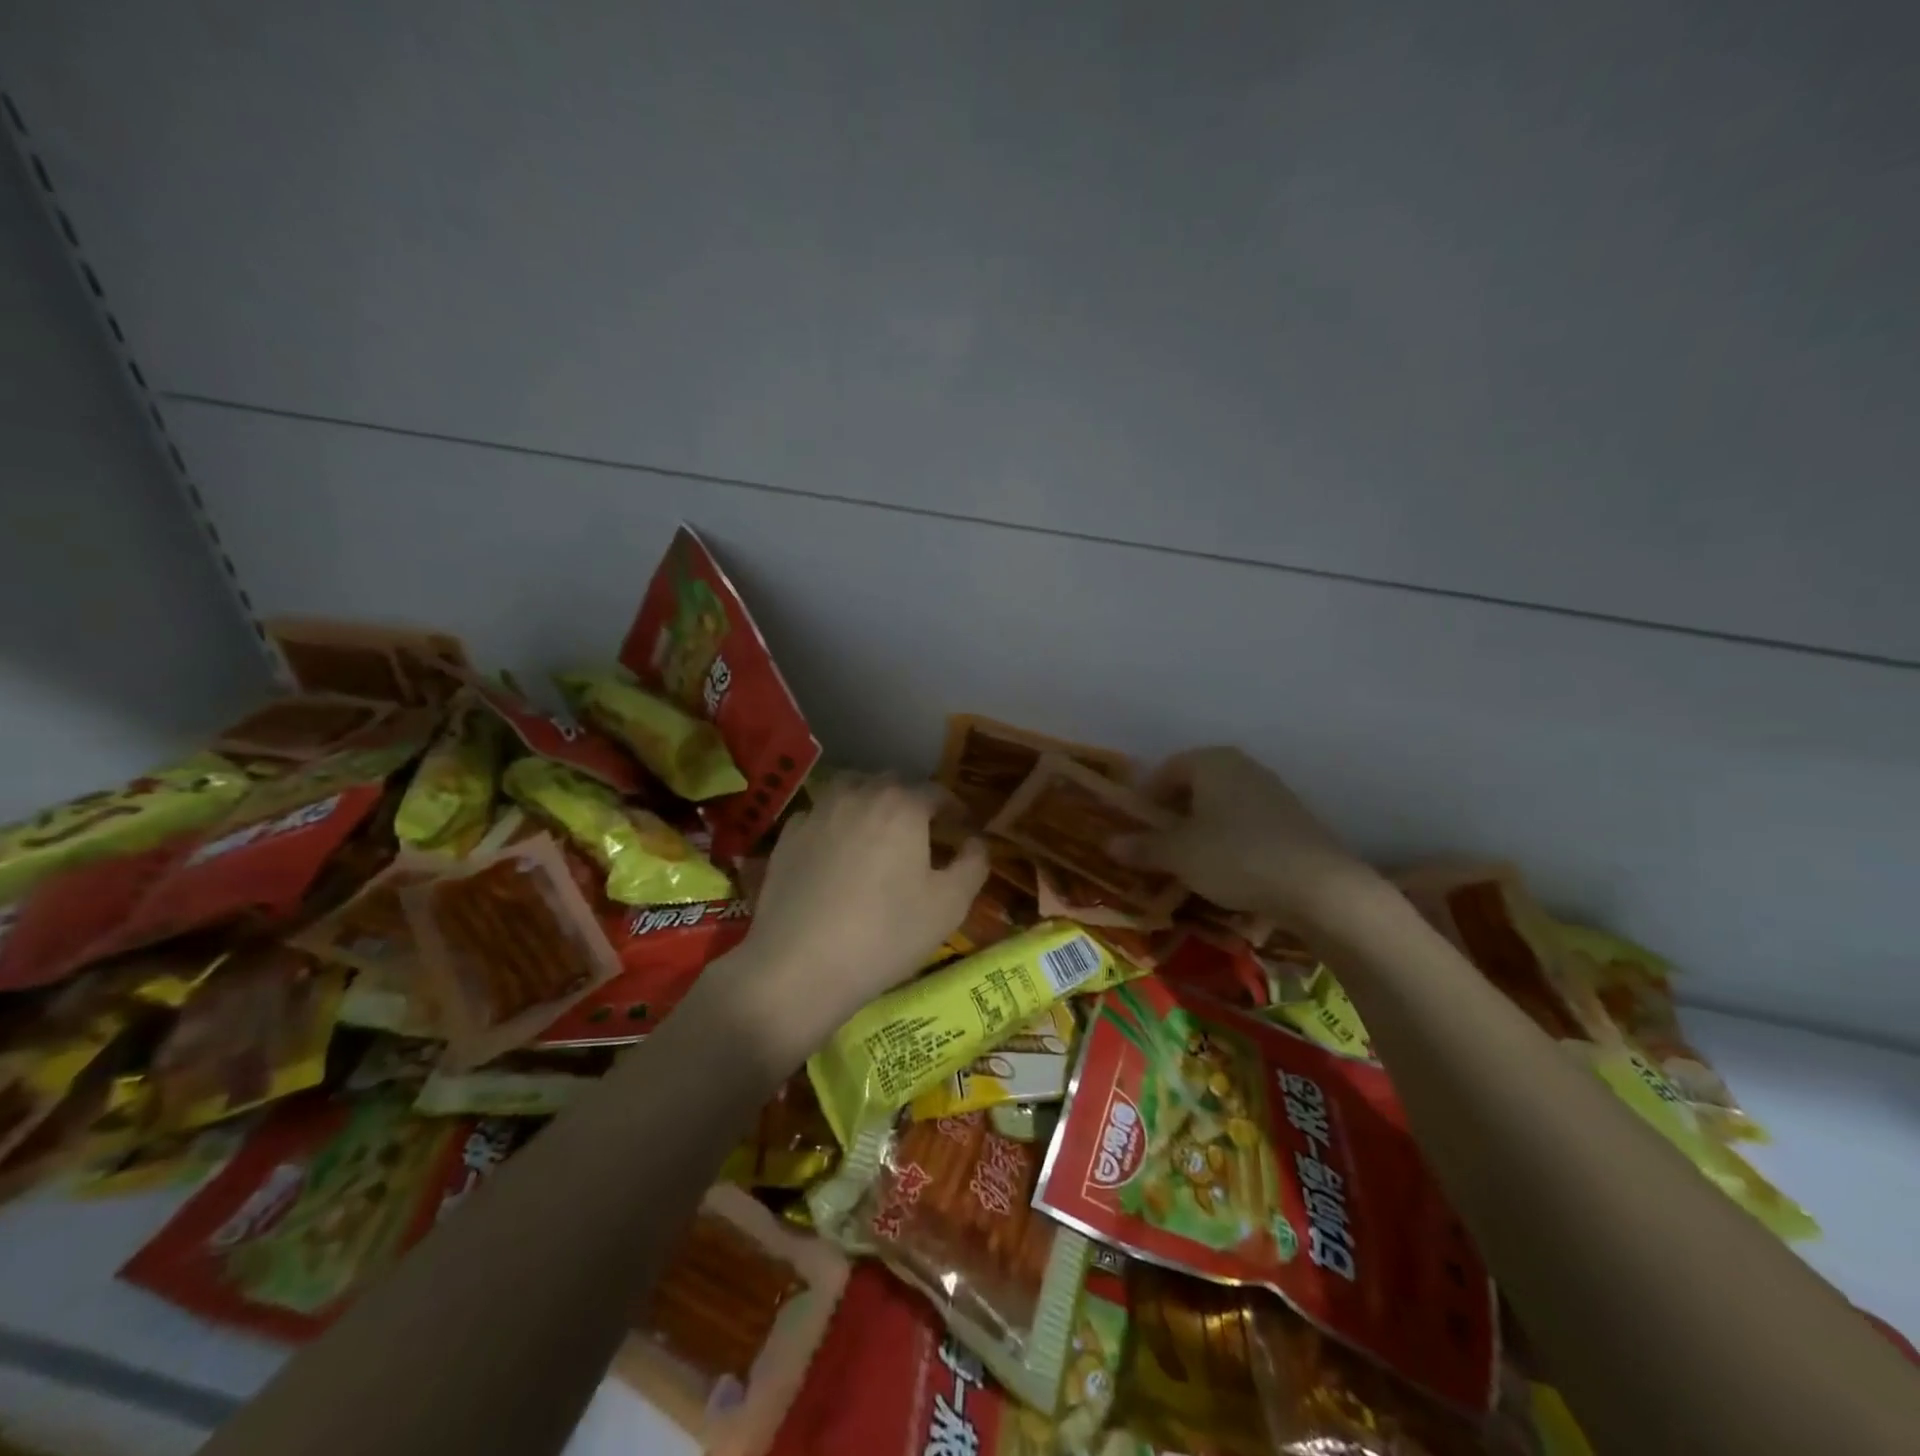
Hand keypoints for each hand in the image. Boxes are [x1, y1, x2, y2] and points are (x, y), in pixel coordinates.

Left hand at [716, 778, 987, 1065]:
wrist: (799, 966)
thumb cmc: (886, 934)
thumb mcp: (949, 906)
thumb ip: (973, 864)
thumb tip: (976, 841)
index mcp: (902, 805)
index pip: (936, 792)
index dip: (954, 808)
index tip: (962, 826)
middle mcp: (859, 794)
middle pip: (892, 784)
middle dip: (911, 801)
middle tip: (921, 832)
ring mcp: (818, 812)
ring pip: (850, 789)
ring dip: (869, 802)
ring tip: (876, 831)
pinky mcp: (787, 835)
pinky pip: (819, 815)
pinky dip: (834, 823)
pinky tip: (835, 851)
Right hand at [1118, 747, 1379, 923]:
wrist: (1319, 886)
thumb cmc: (1235, 856)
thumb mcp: (1179, 855)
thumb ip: (1143, 847)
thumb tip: (1110, 844)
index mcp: (1212, 762)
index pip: (1168, 769)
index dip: (1147, 797)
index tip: (1137, 826)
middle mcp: (1244, 768)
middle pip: (1197, 785)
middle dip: (1175, 813)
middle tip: (1160, 845)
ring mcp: (1274, 792)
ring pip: (1224, 806)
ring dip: (1204, 829)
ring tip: (1193, 862)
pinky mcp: (1295, 821)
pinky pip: (1249, 825)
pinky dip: (1232, 842)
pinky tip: (1230, 872)